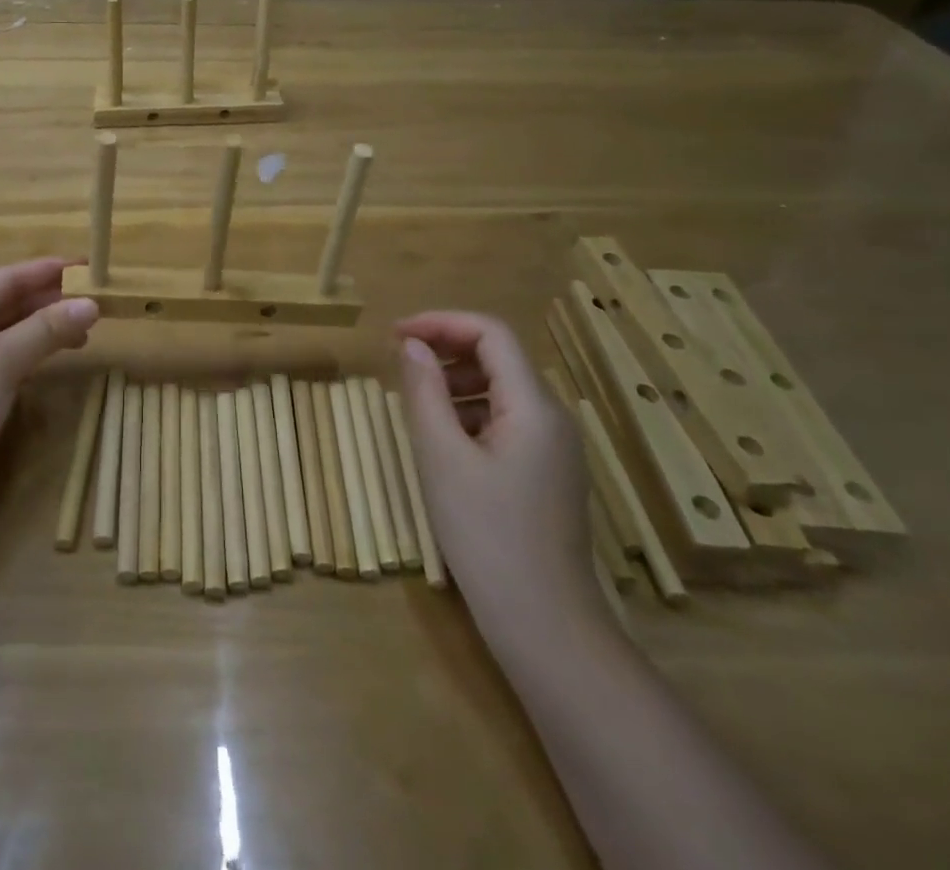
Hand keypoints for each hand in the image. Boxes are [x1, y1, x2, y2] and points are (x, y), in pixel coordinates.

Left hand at [0, 258, 99, 491]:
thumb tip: (91, 304)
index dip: (47, 270)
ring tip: (82, 332)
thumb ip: (47, 329)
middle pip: (5, 303)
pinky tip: (51, 356)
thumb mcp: (3, 362)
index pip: (5, 278)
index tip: (86, 266)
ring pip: (5, 331)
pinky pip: (1, 356)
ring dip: (42, 328)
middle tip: (92, 300)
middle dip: (48, 301)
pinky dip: (28, 352)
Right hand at [395, 312, 597, 639]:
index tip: (394, 333)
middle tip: (398, 365)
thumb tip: (411, 344)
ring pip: (501, 390)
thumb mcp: (441, 457)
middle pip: (498, 358)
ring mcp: (554, 448)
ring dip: (455, 383)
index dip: (440, 322)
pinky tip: (443, 443)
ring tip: (415, 406)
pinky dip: (470, 415)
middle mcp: (553, 417)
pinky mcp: (547, 473)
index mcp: (534, 406)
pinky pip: (506, 422)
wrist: (545, 626)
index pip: (491, 333)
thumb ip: (424, 391)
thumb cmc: (487, 535)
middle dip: (446, 351)